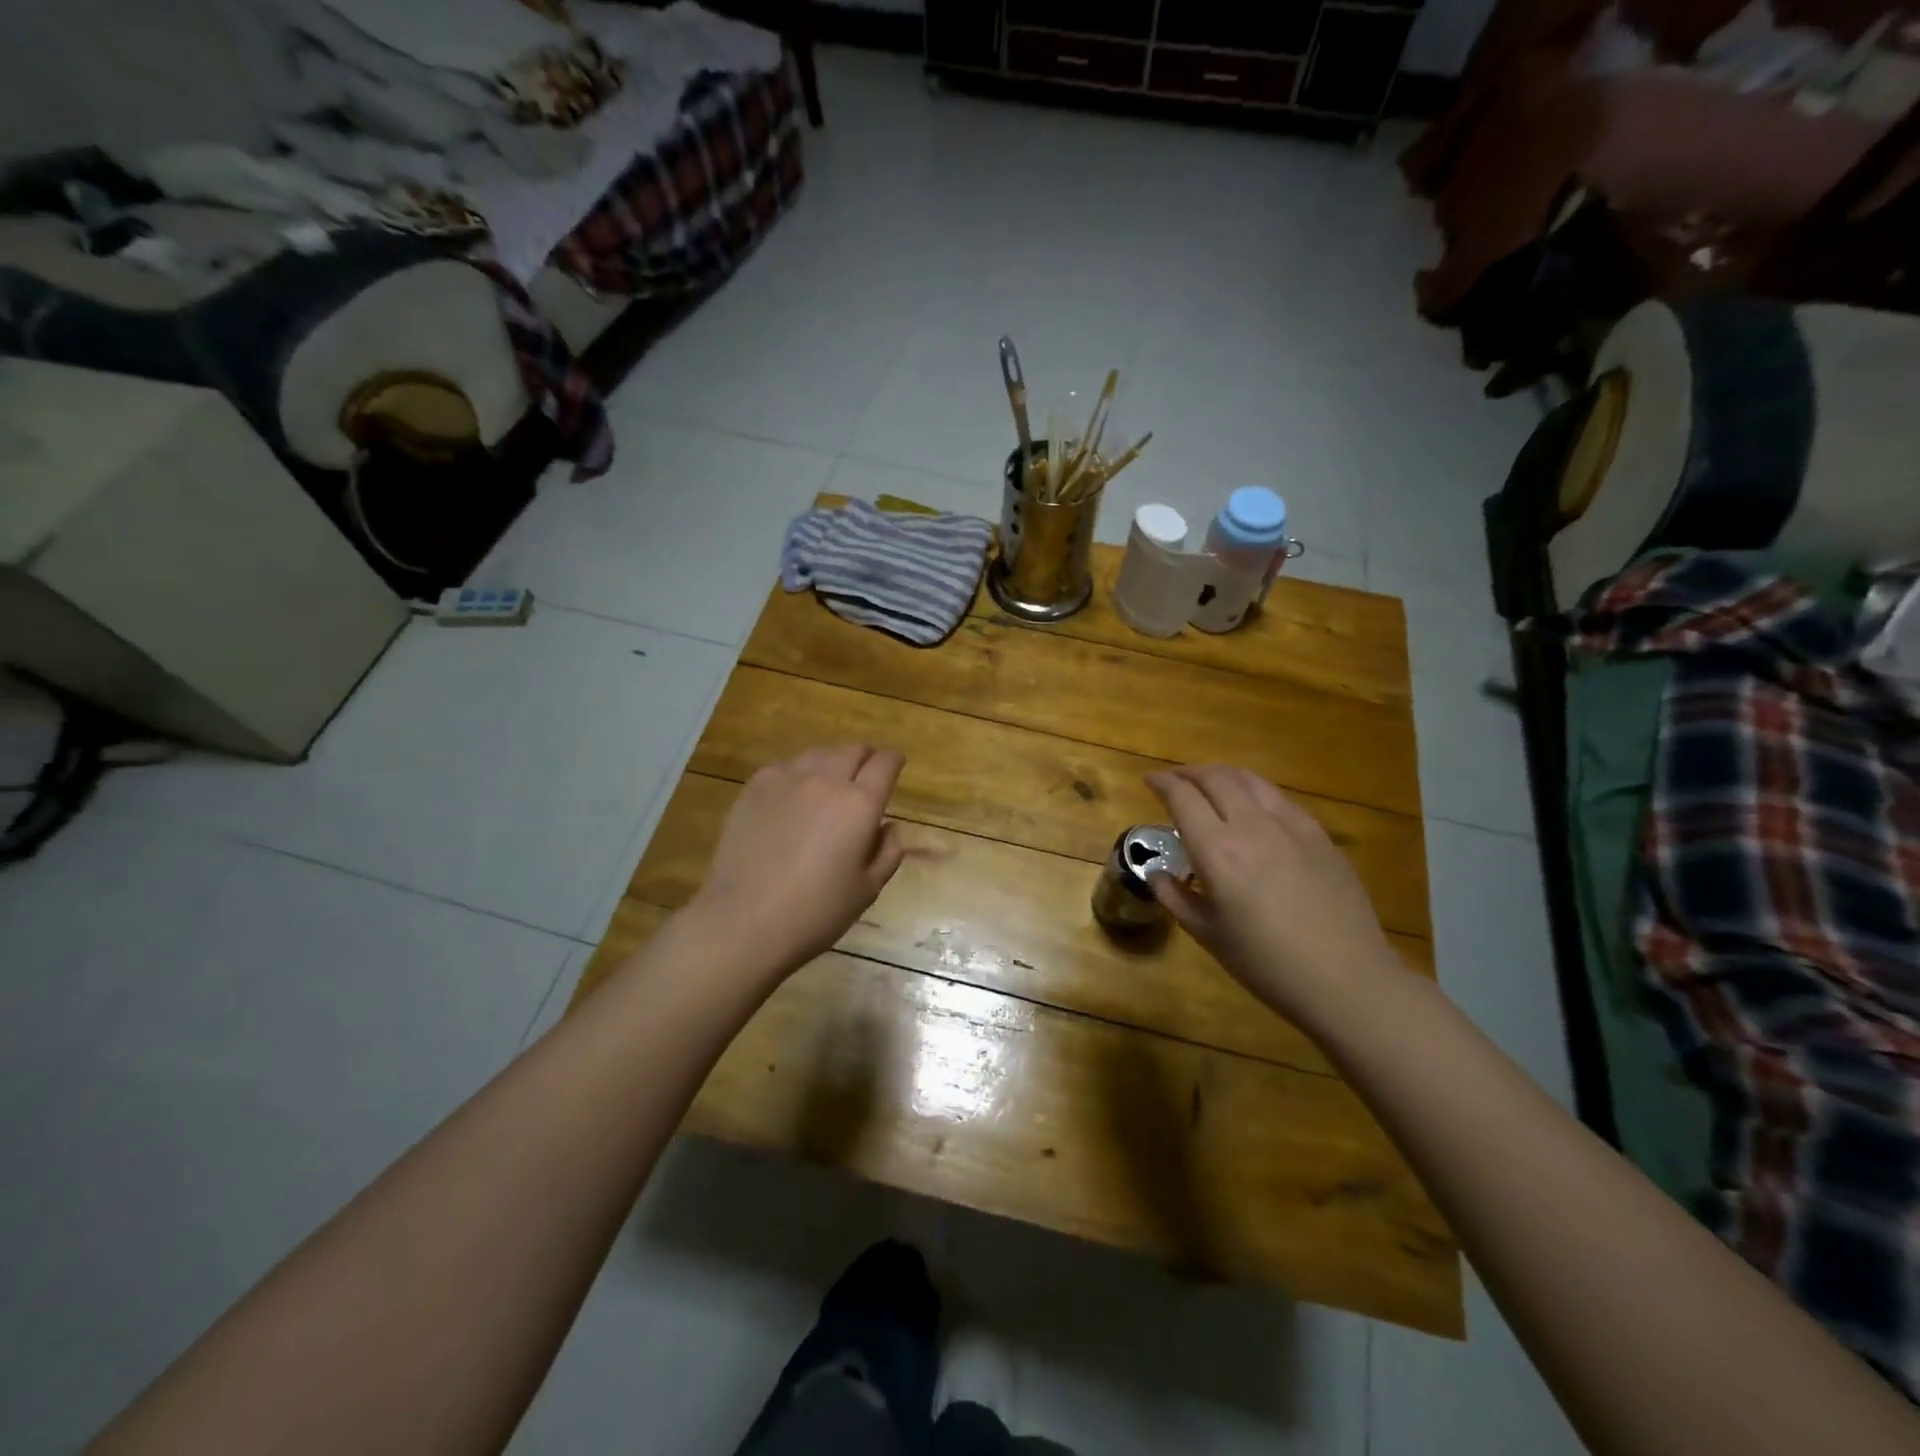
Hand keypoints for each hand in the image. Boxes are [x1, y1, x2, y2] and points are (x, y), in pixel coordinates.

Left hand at [690, 745, 906, 974]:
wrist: (744, 921)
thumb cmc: (816, 912)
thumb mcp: (868, 889)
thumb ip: (888, 852)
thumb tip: (888, 826)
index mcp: (860, 804)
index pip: (885, 764)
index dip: (894, 762)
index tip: (895, 767)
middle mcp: (826, 780)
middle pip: (853, 750)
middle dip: (865, 758)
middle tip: (865, 776)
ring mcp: (786, 779)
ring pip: (819, 754)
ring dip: (833, 763)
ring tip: (830, 784)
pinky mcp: (755, 787)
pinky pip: (786, 767)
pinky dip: (799, 774)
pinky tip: (794, 797)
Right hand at [1145, 765, 1404, 1029]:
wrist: (1346, 979)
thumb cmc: (1266, 964)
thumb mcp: (1207, 935)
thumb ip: (1174, 897)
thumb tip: (1157, 873)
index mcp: (1218, 851)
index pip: (1182, 797)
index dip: (1162, 782)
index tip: (1149, 781)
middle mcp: (1251, 826)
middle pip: (1215, 778)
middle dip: (1189, 772)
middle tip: (1175, 780)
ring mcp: (1290, 825)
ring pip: (1249, 779)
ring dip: (1221, 775)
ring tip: (1210, 785)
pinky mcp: (1318, 834)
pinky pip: (1279, 798)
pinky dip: (1254, 791)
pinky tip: (1253, 808)